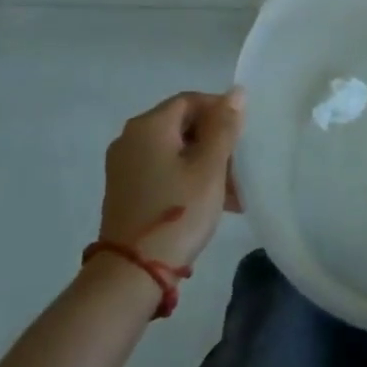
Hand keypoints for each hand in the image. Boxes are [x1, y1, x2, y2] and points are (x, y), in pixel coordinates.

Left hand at [98, 90, 244, 272]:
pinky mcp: (125, 190)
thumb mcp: (210, 167)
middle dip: (215, 143)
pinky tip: (208, 202)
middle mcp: (130, 138)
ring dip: (205, 164)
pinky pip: (162, 170)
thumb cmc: (178, 211)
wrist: (132, 274)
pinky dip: (187, 177)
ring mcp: (124, 166)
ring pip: (175, 151)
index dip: (221, 112)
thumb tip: (235, 92)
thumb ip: (224, 126)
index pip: (191, 100)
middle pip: (182, 125)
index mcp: (148, 125)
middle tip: (240, 168)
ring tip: (232, 193)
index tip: (242, 137)